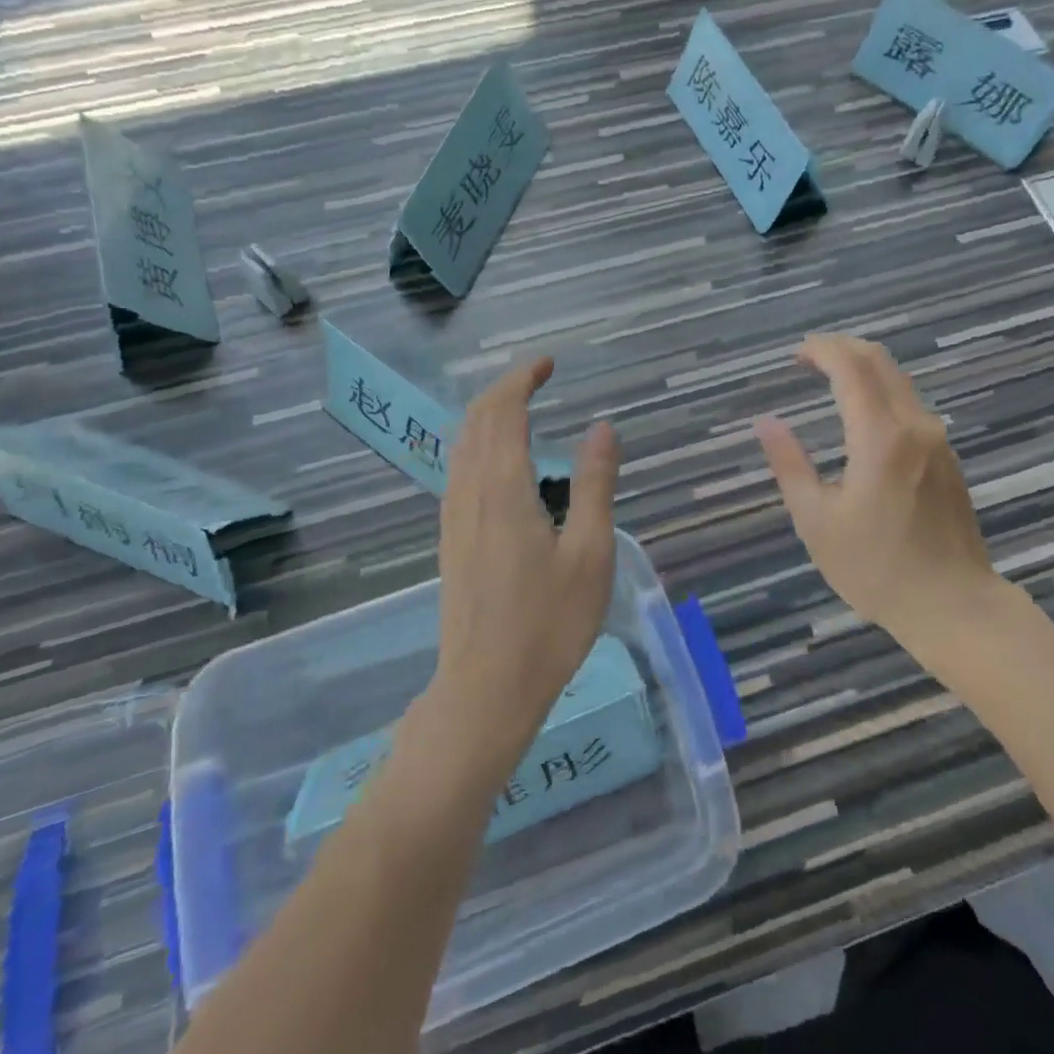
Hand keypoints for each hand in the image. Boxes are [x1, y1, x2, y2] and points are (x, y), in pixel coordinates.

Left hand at [433, 357, 620, 760]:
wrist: (485, 690)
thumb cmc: (548, 624)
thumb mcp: (590, 553)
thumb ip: (595, 484)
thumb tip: (602, 428)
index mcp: (503, 489)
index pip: (504, 412)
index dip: (522, 378)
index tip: (548, 363)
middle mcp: (469, 492)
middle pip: (477, 420)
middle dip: (505, 389)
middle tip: (539, 376)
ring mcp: (453, 517)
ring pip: (462, 445)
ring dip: (488, 415)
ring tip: (521, 409)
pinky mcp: (450, 539)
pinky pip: (459, 470)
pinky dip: (479, 445)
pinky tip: (500, 463)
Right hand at [754, 334, 1004, 643]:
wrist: (955, 606)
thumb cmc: (877, 568)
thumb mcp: (817, 521)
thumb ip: (789, 465)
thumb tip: (766, 422)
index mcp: (880, 437)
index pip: (851, 368)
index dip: (822, 350)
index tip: (795, 354)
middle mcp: (915, 425)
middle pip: (880, 361)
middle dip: (842, 348)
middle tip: (809, 357)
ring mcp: (937, 439)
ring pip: (899, 380)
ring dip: (863, 367)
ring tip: (829, 378)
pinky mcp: (947, 456)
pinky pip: (910, 403)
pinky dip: (880, 390)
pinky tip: (861, 412)